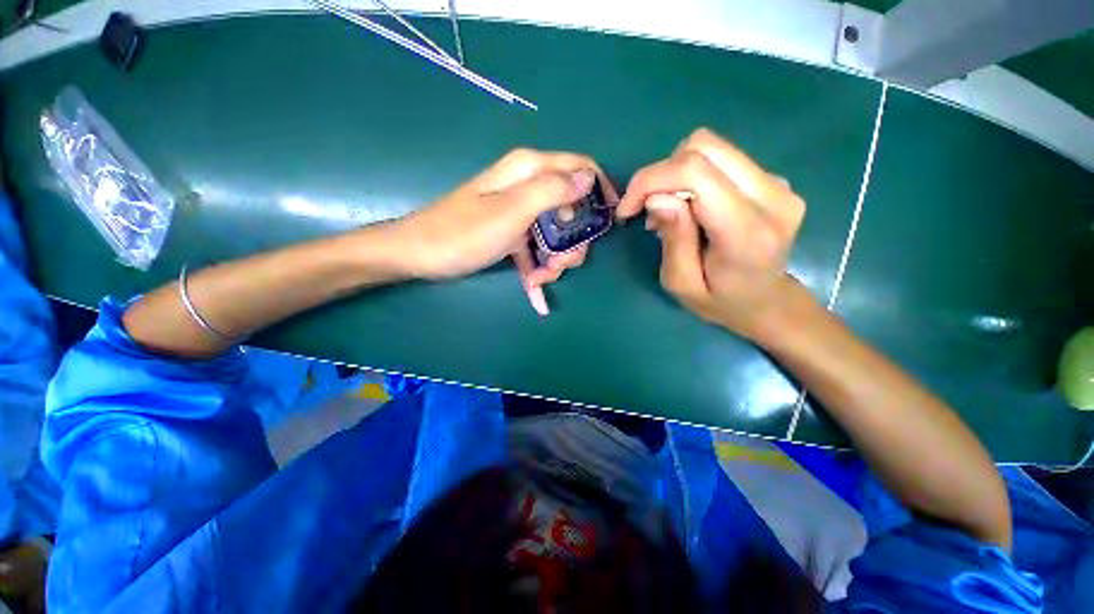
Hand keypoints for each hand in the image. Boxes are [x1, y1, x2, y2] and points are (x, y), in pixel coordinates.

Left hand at [396, 149, 616, 315]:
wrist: (419, 254)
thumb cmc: (463, 233)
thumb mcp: (512, 212)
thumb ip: (552, 191)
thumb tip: (587, 179)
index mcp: (529, 171)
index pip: (580, 168)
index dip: (599, 192)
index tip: (609, 222)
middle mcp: (527, 187)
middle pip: (570, 208)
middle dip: (572, 241)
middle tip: (559, 265)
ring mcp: (518, 212)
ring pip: (555, 234)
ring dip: (554, 261)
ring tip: (540, 281)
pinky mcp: (510, 233)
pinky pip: (534, 250)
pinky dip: (537, 271)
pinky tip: (537, 298)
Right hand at [617, 129, 805, 339]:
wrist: (768, 303)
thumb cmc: (721, 303)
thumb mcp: (682, 284)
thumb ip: (674, 239)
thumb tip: (657, 198)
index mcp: (747, 232)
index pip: (696, 173)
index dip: (651, 180)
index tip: (627, 209)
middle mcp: (772, 197)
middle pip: (703, 147)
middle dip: (660, 173)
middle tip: (644, 208)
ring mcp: (777, 184)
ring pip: (711, 147)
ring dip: (675, 174)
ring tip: (667, 211)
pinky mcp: (773, 180)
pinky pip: (721, 160)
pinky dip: (692, 177)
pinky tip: (689, 208)